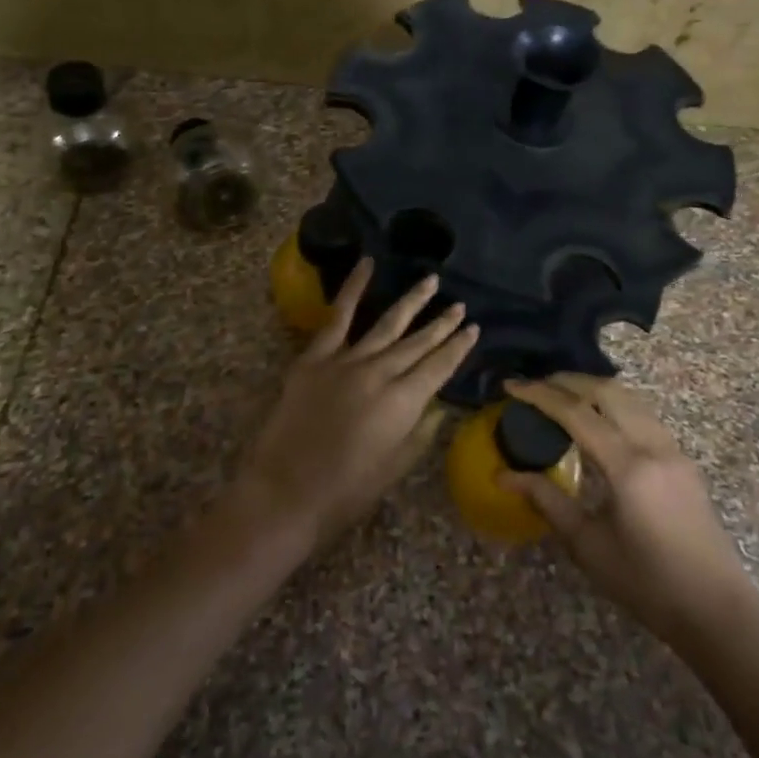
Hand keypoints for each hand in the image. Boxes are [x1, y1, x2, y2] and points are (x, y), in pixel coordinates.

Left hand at [239, 260, 478, 550]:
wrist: (285, 493)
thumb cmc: (345, 492)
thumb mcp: (395, 468)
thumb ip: (420, 432)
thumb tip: (437, 405)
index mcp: (403, 403)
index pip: (440, 367)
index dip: (458, 347)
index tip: (474, 329)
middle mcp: (380, 374)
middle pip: (418, 343)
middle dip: (441, 324)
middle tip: (460, 305)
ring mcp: (346, 361)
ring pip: (387, 324)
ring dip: (412, 303)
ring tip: (431, 282)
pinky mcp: (315, 357)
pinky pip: (337, 316)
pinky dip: (352, 288)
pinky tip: (367, 264)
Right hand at [503, 374, 753, 648]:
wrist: (716, 610)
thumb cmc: (646, 583)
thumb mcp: (588, 545)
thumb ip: (547, 501)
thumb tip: (504, 475)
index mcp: (628, 466)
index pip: (576, 413)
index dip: (540, 395)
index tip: (511, 386)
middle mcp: (653, 445)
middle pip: (607, 391)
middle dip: (567, 381)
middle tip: (535, 386)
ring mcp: (673, 449)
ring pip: (630, 398)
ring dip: (593, 388)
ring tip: (562, 395)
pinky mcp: (682, 459)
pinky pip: (643, 414)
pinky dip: (614, 404)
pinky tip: (598, 421)